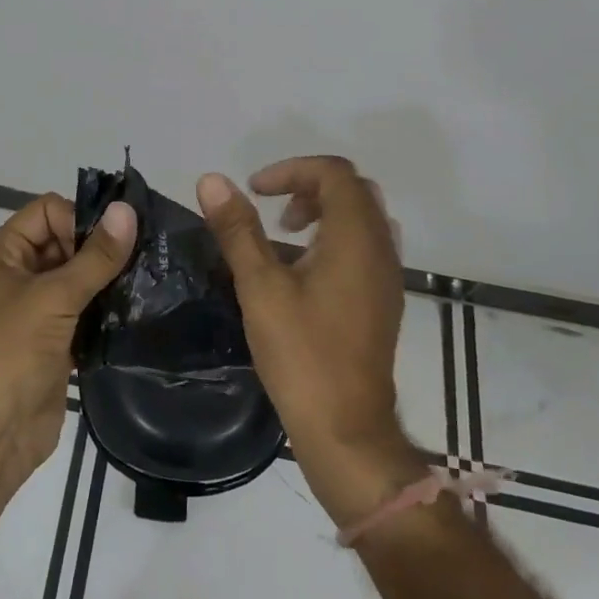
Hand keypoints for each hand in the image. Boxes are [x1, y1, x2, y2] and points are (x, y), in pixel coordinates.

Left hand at [0, 193, 135, 480]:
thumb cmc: (9, 353)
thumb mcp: (53, 298)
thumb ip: (95, 257)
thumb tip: (127, 210)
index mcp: (5, 253)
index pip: (48, 211)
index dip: (79, 219)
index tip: (112, 242)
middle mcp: (20, 274)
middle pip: (67, 241)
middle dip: (101, 248)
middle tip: (144, 256)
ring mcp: (39, 309)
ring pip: (81, 278)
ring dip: (110, 279)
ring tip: (148, 280)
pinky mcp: (58, 340)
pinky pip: (88, 311)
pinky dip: (109, 309)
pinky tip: (140, 309)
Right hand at [197, 158, 425, 524]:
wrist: (347, 429)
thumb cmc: (302, 353)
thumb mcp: (260, 286)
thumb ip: (238, 229)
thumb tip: (212, 180)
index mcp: (356, 237)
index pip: (335, 172)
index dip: (292, 169)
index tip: (254, 190)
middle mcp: (381, 248)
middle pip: (352, 190)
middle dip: (308, 187)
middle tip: (271, 208)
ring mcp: (387, 276)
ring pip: (361, 219)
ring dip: (322, 212)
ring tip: (282, 235)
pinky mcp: (382, 301)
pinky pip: (364, 247)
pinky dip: (333, 239)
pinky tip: (300, 271)